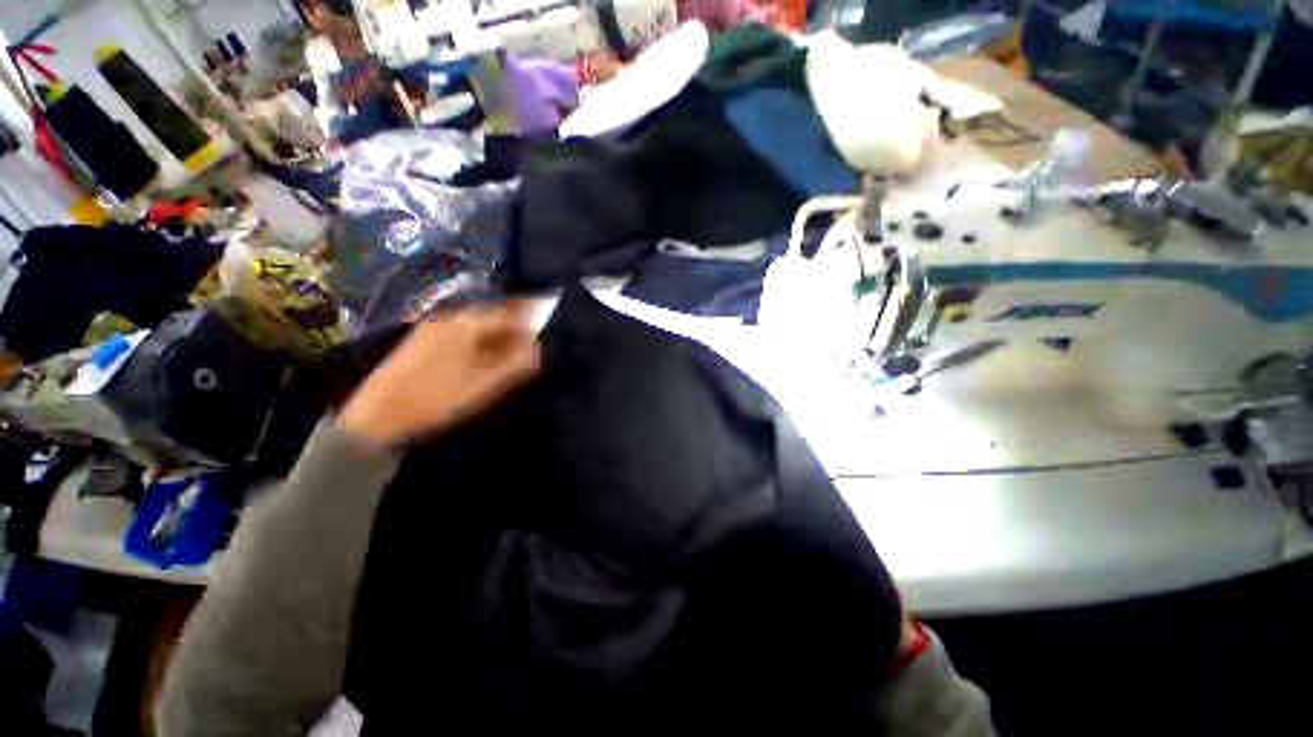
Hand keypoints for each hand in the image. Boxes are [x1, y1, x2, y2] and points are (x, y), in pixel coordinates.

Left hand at [337, 303, 540, 447]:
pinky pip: (458, 332)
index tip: (539, 339)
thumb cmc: (435, 401)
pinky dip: (475, 341)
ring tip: (505, 356)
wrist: (376, 416)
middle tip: (524, 349)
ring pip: (473, 325)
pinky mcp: (421, 339)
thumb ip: (514, 365)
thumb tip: (539, 349)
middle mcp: (448, 319)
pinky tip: (477, 359)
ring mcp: (431, 327)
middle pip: (489, 317)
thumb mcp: (483, 386)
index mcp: (465, 326)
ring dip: (493, 337)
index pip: (506, 316)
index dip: (526, 326)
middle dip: (510, 331)